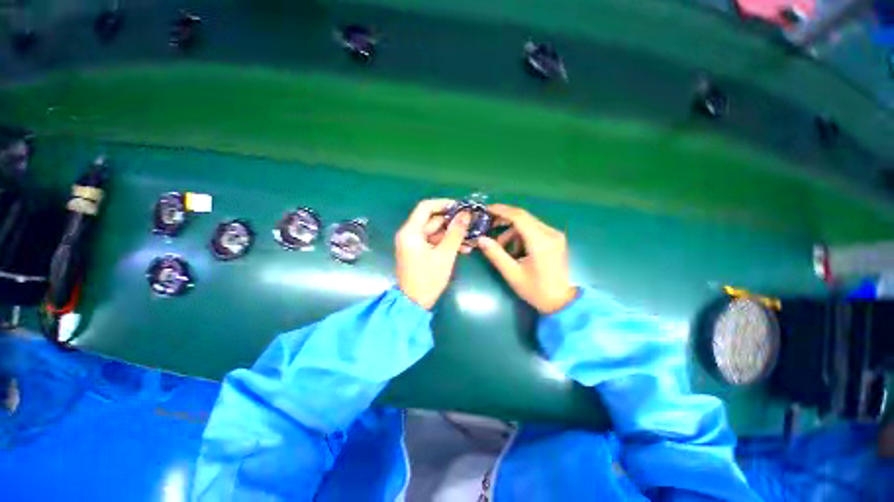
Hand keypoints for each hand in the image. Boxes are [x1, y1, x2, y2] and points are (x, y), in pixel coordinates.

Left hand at [396, 199, 470, 308]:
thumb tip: (465, 214)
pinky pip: (434, 242)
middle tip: (471, 224)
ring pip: (435, 232)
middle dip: (452, 222)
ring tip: (471, 239)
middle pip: (432, 220)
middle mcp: (409, 234)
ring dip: (452, 235)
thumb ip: (455, 233)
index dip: (444, 203)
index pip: (426, 207)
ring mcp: (413, 244)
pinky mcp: (418, 252)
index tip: (461, 207)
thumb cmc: (428, 279)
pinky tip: (464, 248)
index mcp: (411, 232)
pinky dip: (446, 244)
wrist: (414, 304)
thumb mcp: (445, 255)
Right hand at [476, 204, 575, 313]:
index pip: (519, 217)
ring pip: (528, 224)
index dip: (501, 211)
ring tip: (502, 247)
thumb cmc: (537, 290)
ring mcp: (555, 235)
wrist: (563, 302)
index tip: (486, 209)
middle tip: (488, 225)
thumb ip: (496, 254)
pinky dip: (521, 235)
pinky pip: (534, 230)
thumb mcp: (513, 274)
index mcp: (541, 241)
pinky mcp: (555, 240)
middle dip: (504, 219)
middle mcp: (550, 233)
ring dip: (512, 231)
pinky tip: (516, 250)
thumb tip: (480, 239)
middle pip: (524, 217)